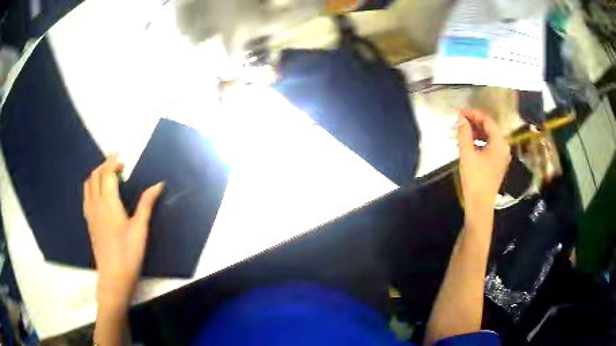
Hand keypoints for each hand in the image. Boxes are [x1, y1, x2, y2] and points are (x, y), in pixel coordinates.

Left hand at [83, 153, 163, 306]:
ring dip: (97, 174)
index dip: (113, 161)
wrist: (113, 276)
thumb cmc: (129, 253)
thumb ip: (146, 203)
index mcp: (109, 203)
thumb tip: (158, 184)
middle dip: (105, 165)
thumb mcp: (140, 228)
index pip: (107, 173)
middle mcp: (96, 204)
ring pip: (88, 184)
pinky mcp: (89, 221)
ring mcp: (90, 213)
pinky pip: (86, 195)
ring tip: (108, 176)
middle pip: (95, 175)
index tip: (121, 156)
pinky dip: (91, 186)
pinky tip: (99, 193)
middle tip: (118, 165)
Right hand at [457, 109, 510, 214]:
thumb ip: (464, 133)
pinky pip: (490, 146)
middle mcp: (504, 146)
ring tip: (463, 131)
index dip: (473, 114)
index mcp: (499, 142)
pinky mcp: (498, 163)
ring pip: (490, 137)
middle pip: (490, 127)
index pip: (487, 120)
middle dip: (475, 122)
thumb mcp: (467, 154)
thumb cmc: (475, 179)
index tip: (459, 112)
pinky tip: (470, 143)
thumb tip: (460, 117)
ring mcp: (502, 156)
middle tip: (460, 121)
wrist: (480, 205)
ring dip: (477, 131)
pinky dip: (480, 141)